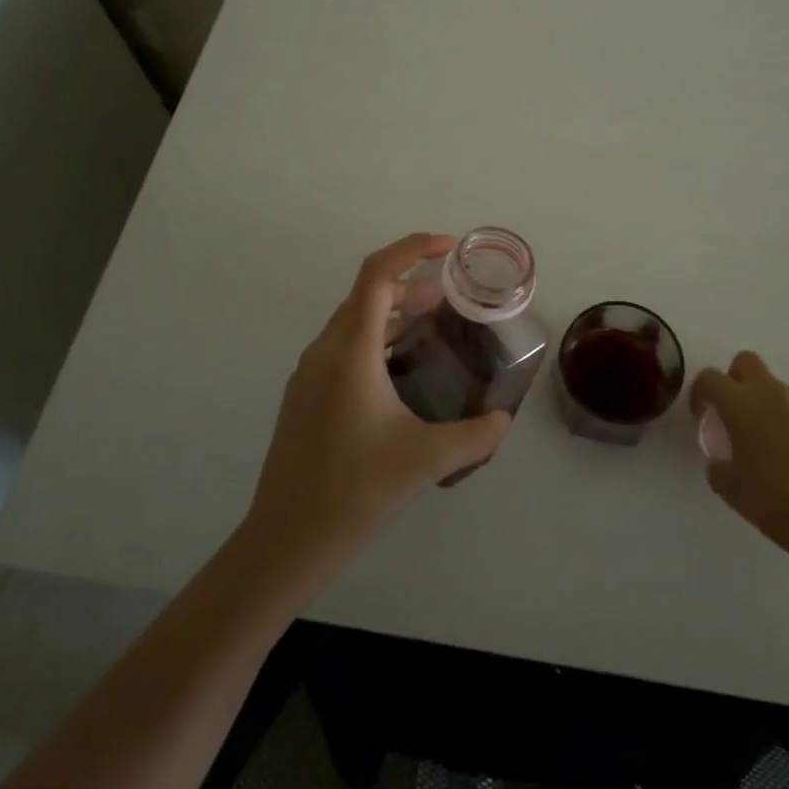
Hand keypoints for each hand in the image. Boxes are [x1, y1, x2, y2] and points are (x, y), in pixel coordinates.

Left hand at [245, 233, 512, 574]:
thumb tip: (504, 420)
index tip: (449, 247)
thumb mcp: (424, 461)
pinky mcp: (304, 395)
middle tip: (452, 297)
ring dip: (393, 312)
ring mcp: (309, 373)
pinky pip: (343, 346)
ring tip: (433, 325)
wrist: (284, 541)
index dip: (412, 248)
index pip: (378, 275)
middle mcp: (325, 350)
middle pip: (367, 293)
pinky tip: (399, 369)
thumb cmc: (353, 491)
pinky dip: (376, 338)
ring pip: (354, 321)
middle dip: (411, 283)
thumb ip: (474, 436)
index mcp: (350, 351)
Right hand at [691, 351, 788, 554]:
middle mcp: (771, 393)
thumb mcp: (729, 487)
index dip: (701, 391)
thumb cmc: (772, 499)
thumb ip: (717, 466)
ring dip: (770, 405)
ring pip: (779, 388)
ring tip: (776, 443)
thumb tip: (719, 461)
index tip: (702, 413)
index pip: (710, 378)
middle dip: (737, 378)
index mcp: (740, 404)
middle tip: (737, 412)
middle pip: (747, 362)